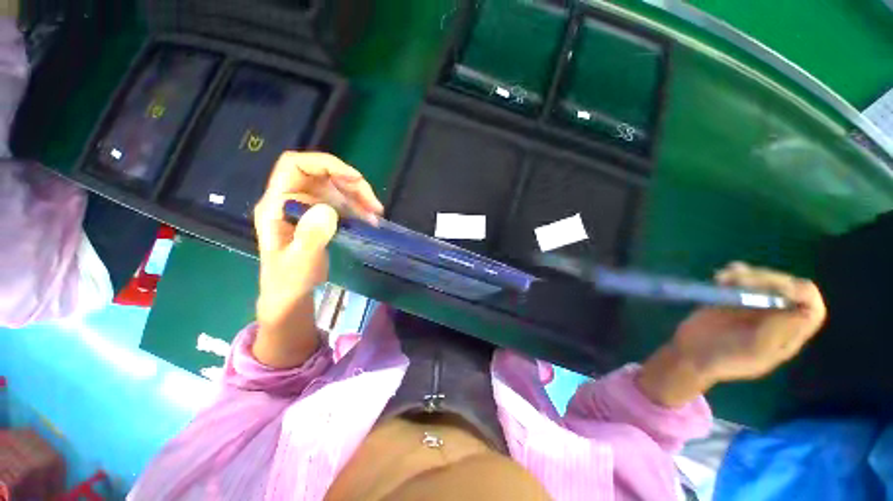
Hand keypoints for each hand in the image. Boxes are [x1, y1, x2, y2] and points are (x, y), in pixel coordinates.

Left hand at [252, 152, 383, 367]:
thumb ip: (310, 237)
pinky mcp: (322, 215)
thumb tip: (328, 209)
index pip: (294, 166)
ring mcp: (309, 206)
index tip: (353, 178)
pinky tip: (371, 219)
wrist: (292, 293)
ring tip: (376, 214)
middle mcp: (293, 198)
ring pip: (337, 188)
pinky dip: (359, 208)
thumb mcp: (298, 262)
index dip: (324, 164)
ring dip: (359, 197)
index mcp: (277, 203)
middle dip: (350, 184)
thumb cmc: (289, 280)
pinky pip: (344, 203)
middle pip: (323, 175)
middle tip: (373, 203)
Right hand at [639, 262, 825, 406]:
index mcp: (788, 333)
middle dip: (767, 279)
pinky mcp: (733, 297)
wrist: (690, 354)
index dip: (801, 294)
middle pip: (788, 288)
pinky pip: (742, 279)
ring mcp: (755, 306)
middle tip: (741, 280)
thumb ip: (776, 334)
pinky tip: (720, 277)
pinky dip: (734, 273)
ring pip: (765, 280)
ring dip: (748, 274)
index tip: (780, 289)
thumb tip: (799, 312)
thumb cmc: (723, 358)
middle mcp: (777, 316)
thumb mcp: (752, 352)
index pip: (811, 308)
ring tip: (723, 278)